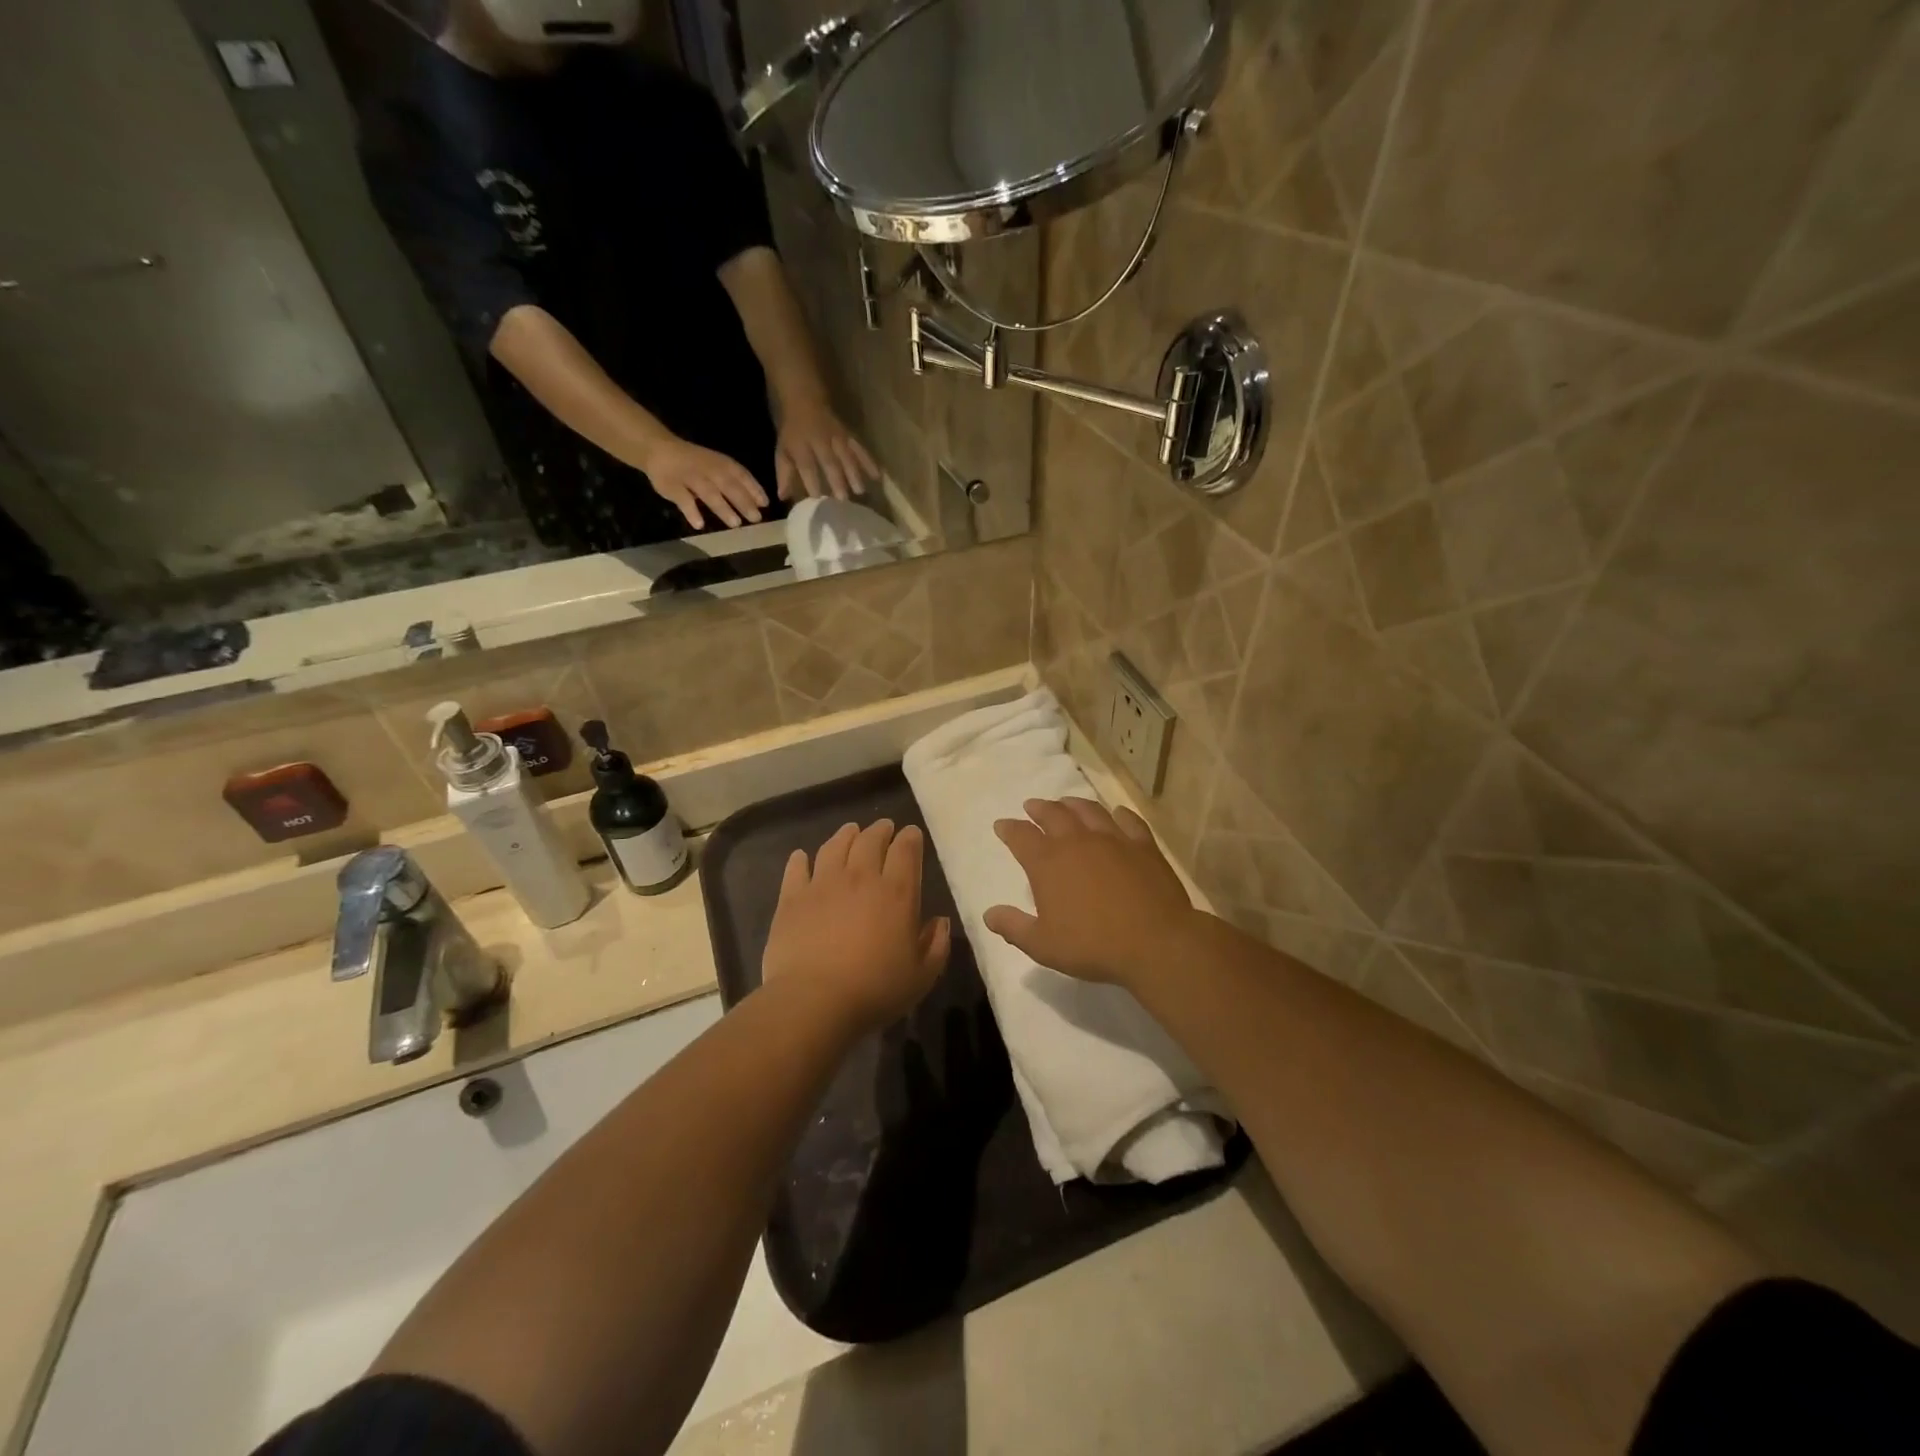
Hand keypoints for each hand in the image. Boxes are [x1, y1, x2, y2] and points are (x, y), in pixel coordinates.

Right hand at [641, 434, 768, 530]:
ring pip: (708, 492)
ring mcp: (688, 476)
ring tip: (736, 524)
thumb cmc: (695, 462)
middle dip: (743, 501)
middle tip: (756, 519)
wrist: (658, 449)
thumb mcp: (717, 466)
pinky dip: (691, 511)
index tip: (765, 504)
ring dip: (722, 507)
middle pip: (727, 485)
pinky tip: (699, 525)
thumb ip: (736, 482)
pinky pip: (682, 499)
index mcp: (720, 463)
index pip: (740, 474)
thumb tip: (760, 503)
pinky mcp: (671, 485)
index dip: (753, 488)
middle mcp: (707, 468)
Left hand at [762, 819, 951, 1034]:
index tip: (911, 834)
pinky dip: (800, 859)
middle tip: (883, 827)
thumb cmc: (875, 990)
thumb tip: (940, 921)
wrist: (814, 1000)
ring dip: (845, 835)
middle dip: (880, 830)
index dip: (910, 838)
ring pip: (835, 846)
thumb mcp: (921, 976)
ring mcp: (823, 884)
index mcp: (896, 892)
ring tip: (850, 831)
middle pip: (870, 840)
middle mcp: (860, 878)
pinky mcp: (792, 898)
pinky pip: (796, 868)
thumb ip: (936, 945)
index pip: (906, 850)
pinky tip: (801, 857)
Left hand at [775, 400, 879, 502]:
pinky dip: (869, 461)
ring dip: (854, 472)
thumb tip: (783, 497)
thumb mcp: (783, 450)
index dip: (811, 481)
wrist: (804, 399)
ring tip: (860, 491)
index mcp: (801, 445)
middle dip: (837, 479)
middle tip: (843, 499)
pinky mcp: (848, 435)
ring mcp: (837, 437)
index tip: (817, 498)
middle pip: (829, 461)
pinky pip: (859, 448)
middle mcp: (820, 441)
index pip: (806, 465)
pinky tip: (877, 475)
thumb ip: (784, 473)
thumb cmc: (792, 431)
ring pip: (846, 455)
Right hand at [984, 798, 1196, 988]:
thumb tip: (989, 914)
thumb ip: (1013, 928)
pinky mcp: (1143, 845)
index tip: (1002, 825)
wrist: (1155, 942)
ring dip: (1073, 804)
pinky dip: (1119, 814)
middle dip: (1038, 809)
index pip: (1020, 837)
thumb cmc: (1093, 946)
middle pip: (1053, 815)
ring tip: (1065, 802)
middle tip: (1032, 806)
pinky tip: (1116, 813)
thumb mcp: (1043, 945)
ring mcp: (1113, 839)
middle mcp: (1077, 842)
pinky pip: (1128, 821)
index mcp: (1048, 863)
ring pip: (1088, 811)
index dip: (1008, 829)